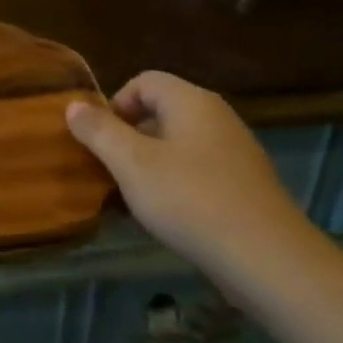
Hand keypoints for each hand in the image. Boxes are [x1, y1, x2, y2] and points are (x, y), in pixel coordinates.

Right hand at [65, 72, 333, 303]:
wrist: (268, 260)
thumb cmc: (190, 200)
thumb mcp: (131, 164)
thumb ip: (99, 131)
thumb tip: (73, 105)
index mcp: (192, 102)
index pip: (144, 81)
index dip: (114, 104)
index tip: (99, 140)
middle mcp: (217, 118)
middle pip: (160, 112)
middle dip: (128, 137)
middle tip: (109, 170)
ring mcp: (236, 153)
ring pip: (177, 146)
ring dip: (148, 165)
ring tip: (130, 197)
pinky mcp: (245, 187)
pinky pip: (197, 172)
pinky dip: (175, 185)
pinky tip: (165, 217)